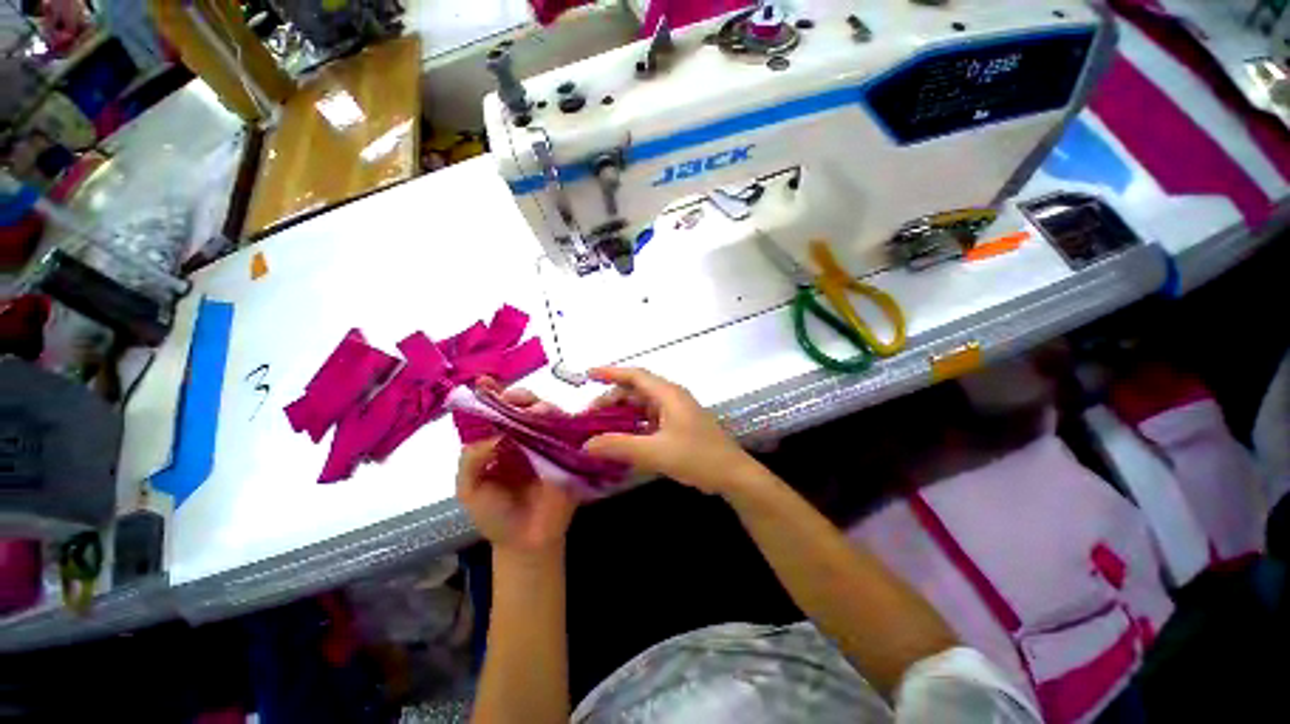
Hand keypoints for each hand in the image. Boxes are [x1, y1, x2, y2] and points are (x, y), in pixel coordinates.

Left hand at [456, 384, 577, 556]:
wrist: (526, 542)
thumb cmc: (494, 515)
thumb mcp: (470, 489)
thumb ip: (472, 459)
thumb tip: (494, 432)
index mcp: (500, 441)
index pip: (497, 412)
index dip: (491, 395)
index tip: (485, 382)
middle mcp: (525, 436)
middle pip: (525, 407)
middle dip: (519, 397)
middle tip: (513, 398)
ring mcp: (548, 442)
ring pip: (549, 415)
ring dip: (542, 408)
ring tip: (535, 410)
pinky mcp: (568, 452)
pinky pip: (569, 433)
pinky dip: (564, 422)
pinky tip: (557, 419)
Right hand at [582, 367, 763, 494]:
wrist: (733, 475)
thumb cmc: (698, 458)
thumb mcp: (656, 452)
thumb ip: (620, 447)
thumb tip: (586, 444)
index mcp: (668, 394)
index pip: (635, 375)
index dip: (610, 373)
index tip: (587, 375)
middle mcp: (671, 398)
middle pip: (635, 391)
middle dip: (611, 400)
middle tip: (589, 418)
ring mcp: (676, 412)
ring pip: (642, 406)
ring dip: (621, 414)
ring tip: (600, 429)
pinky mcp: (678, 426)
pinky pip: (649, 420)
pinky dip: (633, 426)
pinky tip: (621, 439)